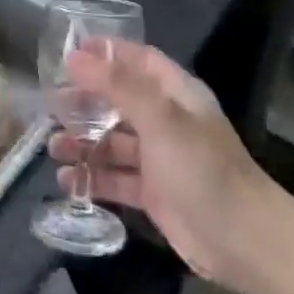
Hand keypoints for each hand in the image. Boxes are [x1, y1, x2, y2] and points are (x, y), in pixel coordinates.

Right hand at [49, 41, 271, 285]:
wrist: (242, 240)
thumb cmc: (202, 168)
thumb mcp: (160, 118)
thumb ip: (117, 85)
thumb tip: (75, 57)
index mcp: (176, 94)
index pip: (138, 60)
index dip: (106, 53)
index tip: (69, 53)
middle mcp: (167, 122)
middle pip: (119, 101)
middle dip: (85, 102)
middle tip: (51, 106)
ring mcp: (160, 159)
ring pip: (113, 142)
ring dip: (83, 143)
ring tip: (54, 147)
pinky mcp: (153, 194)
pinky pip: (115, 178)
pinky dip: (91, 178)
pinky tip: (66, 181)